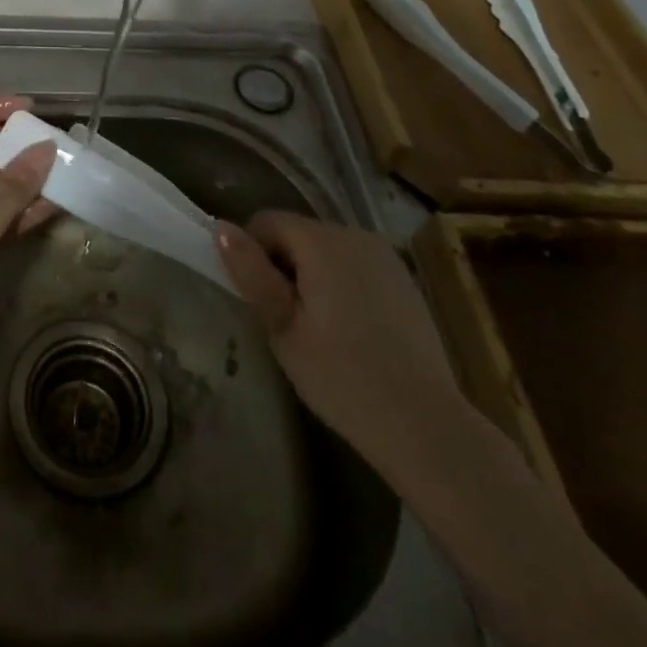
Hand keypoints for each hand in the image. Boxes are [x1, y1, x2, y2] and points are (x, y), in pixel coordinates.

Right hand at [215, 211, 461, 462]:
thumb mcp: (283, 327)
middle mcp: (354, 233)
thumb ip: (251, 273)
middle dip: (284, 265)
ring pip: (327, 250)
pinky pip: (355, 266)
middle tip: (286, 321)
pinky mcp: (404, 279)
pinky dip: (342, 285)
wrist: (426, 425)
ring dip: (312, 275)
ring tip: (318, 328)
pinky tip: (351, 331)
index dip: (252, 254)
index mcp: (322, 241)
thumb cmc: (342, 377)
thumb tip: (221, 227)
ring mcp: (385, 256)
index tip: (261, 300)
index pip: (267, 221)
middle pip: (298, 233)